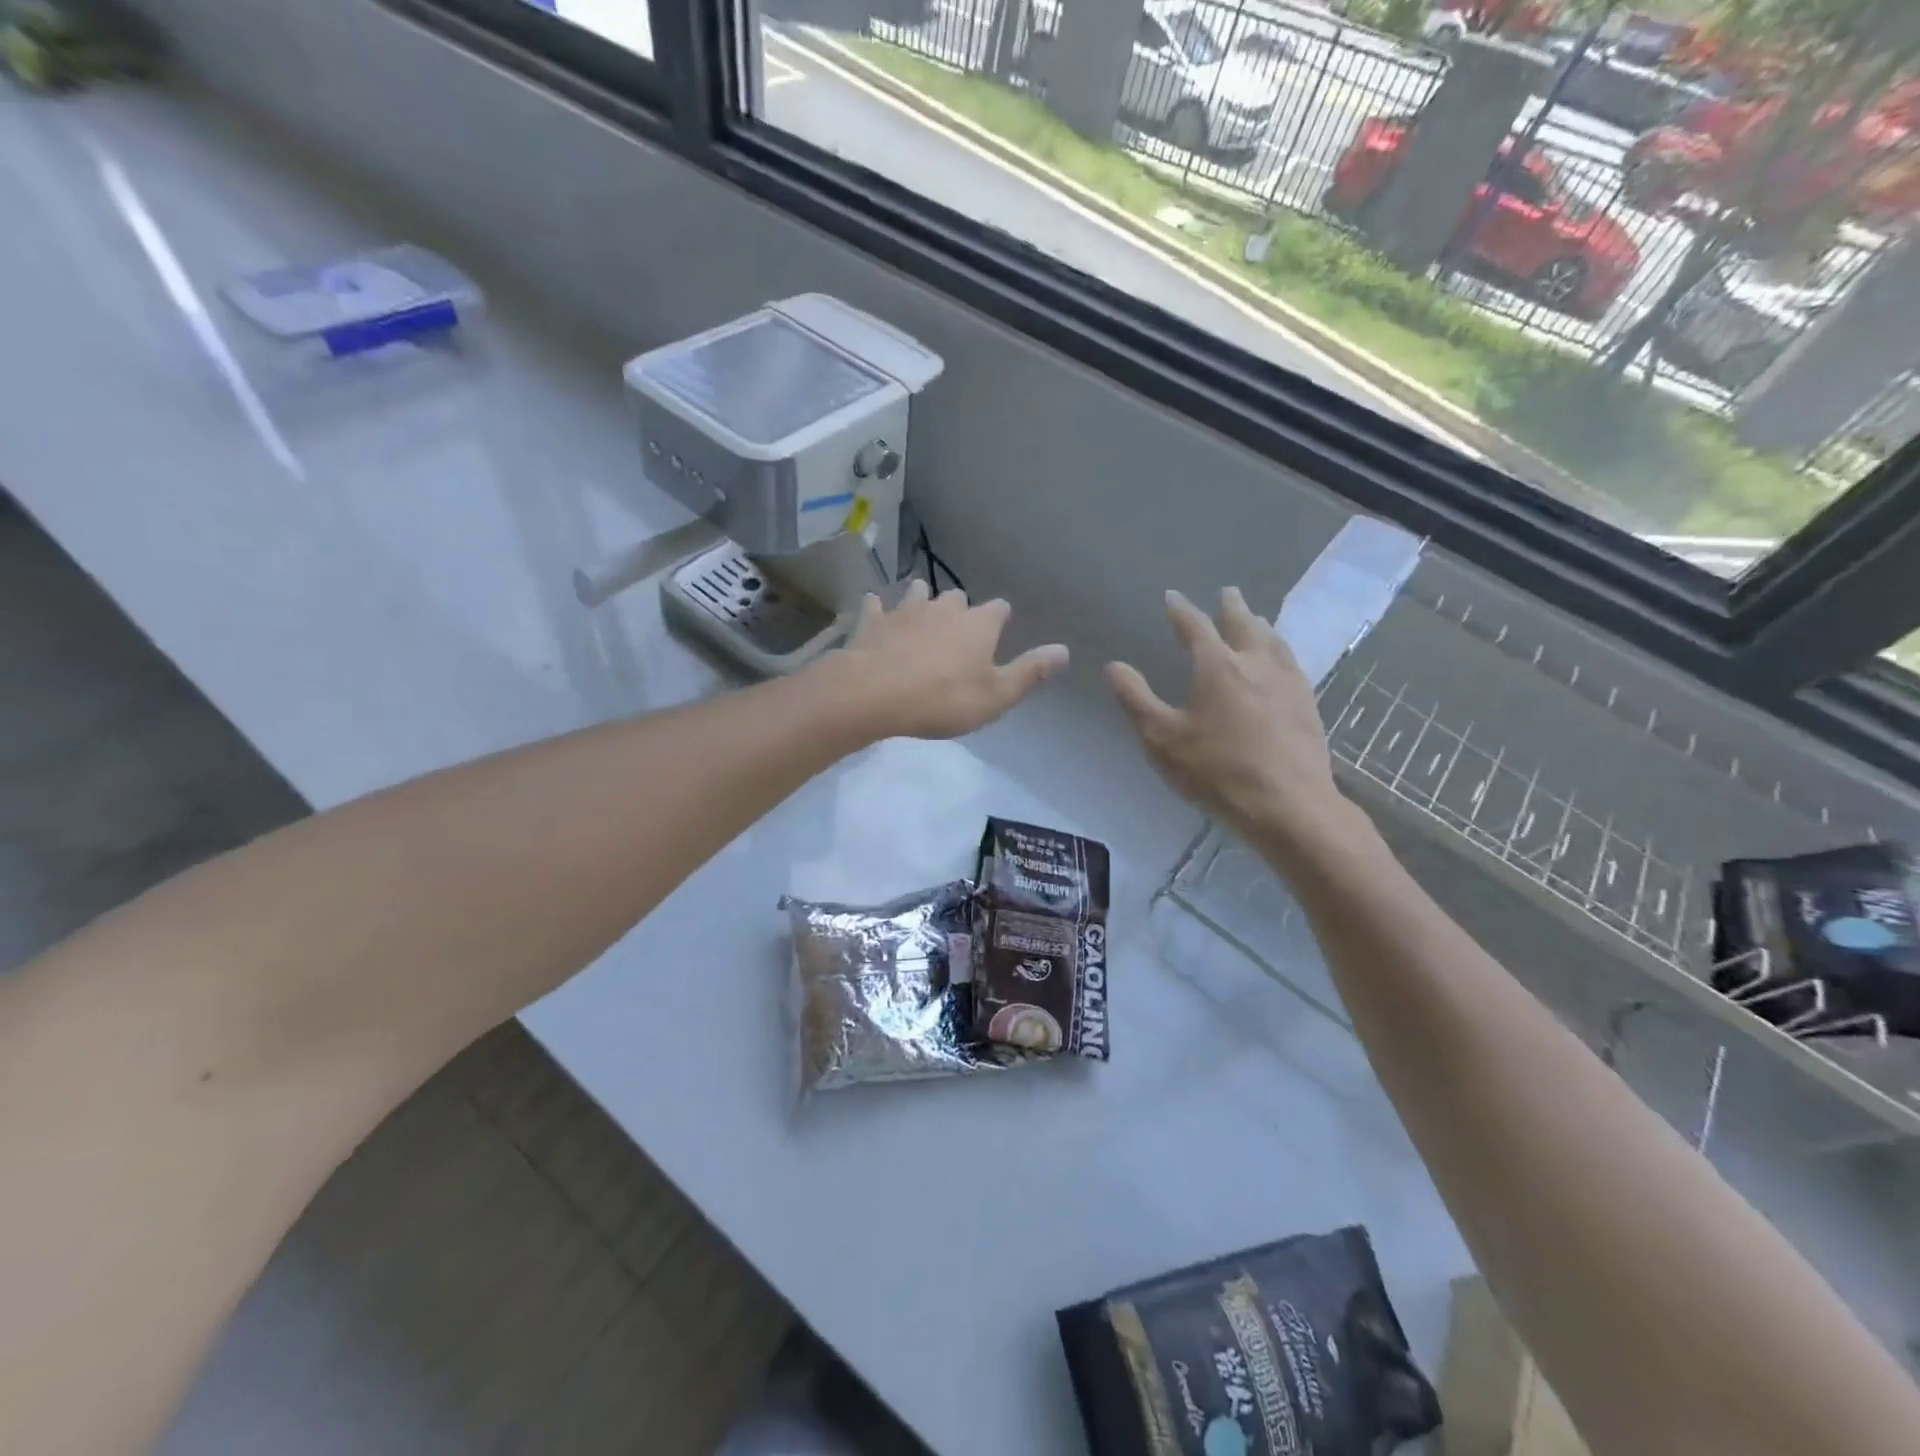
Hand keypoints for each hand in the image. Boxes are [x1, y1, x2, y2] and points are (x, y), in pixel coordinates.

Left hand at [826, 579, 1068, 739]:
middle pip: (957, 597)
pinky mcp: (873, 621)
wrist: (875, 693)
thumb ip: (1031, 672)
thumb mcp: (996, 695)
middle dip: (960, 608)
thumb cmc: (943, 699)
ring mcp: (905, 611)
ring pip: (917, 593)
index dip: (1000, 618)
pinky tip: (875, 611)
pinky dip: (878, 609)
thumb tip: (1065, 650)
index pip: (999, 609)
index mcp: (978, 624)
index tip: (1000, 627)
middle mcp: (944, 608)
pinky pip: (876, 606)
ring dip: (922, 600)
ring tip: (921, 612)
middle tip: (958, 628)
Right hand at [1106, 588, 1345, 848]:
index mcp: (1217, 666)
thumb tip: (1114, 666)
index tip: (1172, 596)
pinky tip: (1283, 661)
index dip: (1181, 610)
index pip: (1195, 627)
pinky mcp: (1308, 704)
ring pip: (1273, 640)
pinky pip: (1292, 663)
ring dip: (1259, 625)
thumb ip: (1136, 699)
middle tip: (1227, 592)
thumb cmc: (1216, 770)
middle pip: (1243, 624)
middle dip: (1231, 607)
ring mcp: (1288, 682)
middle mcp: (1255, 663)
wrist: (1288, 805)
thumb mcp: (1161, 738)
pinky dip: (1281, 649)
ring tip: (1256, 619)